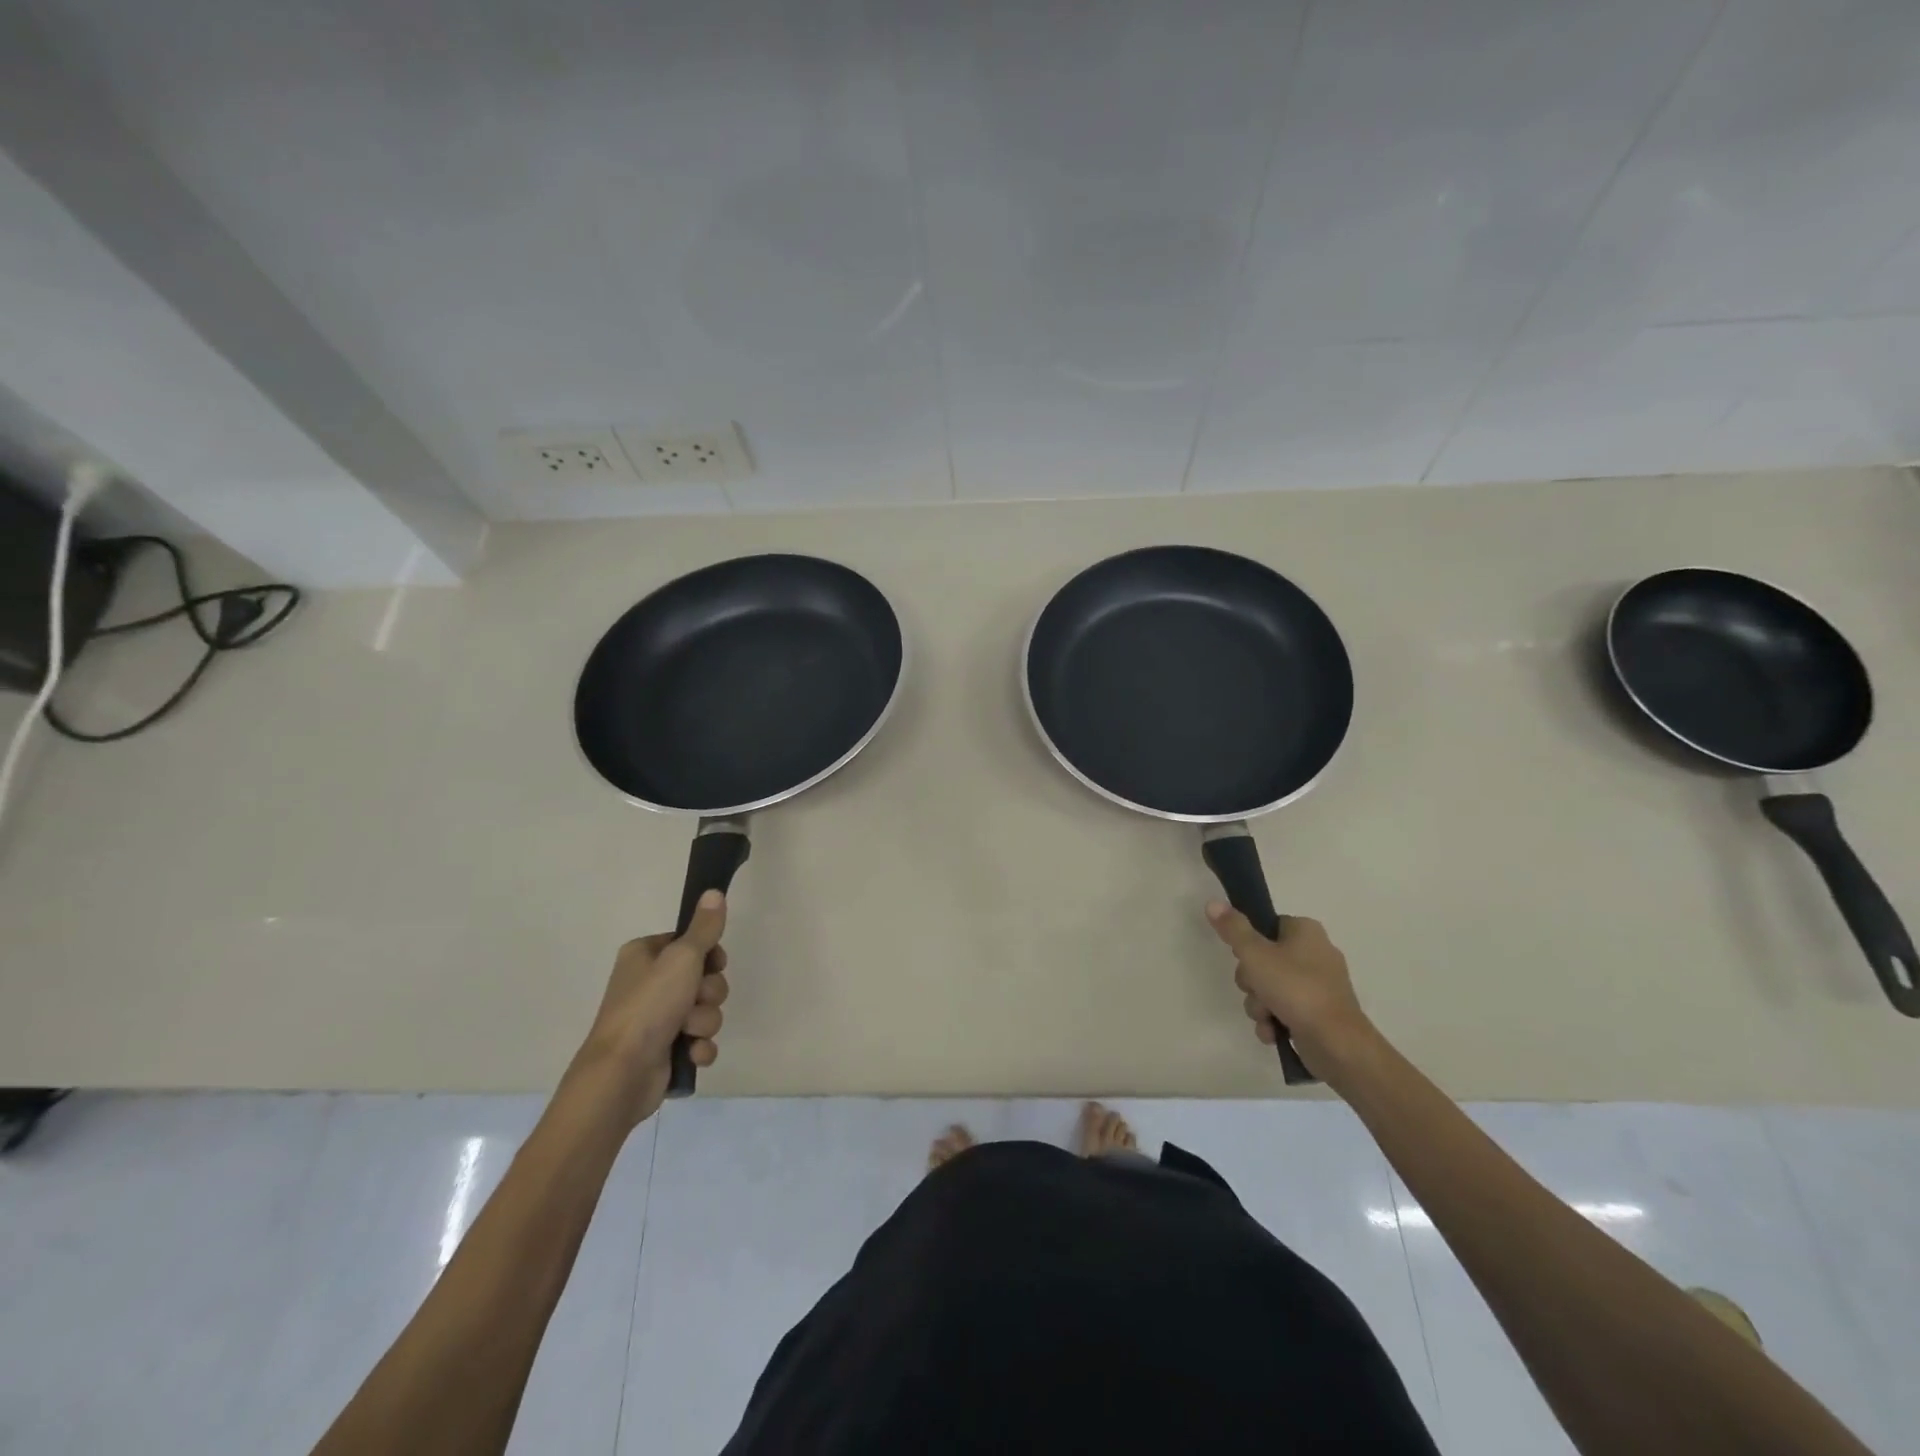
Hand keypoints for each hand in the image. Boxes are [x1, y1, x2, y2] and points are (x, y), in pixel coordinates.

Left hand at [573, 890, 730, 1127]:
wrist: (621, 1074)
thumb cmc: (649, 1006)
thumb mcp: (682, 958)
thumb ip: (704, 927)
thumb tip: (714, 891)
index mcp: (646, 955)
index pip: (692, 943)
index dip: (709, 955)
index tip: (712, 964)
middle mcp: (650, 983)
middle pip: (704, 978)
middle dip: (708, 993)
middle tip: (694, 1001)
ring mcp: (657, 1019)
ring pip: (706, 1010)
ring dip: (704, 1022)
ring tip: (688, 1032)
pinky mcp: (666, 1049)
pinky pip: (700, 1040)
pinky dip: (699, 1047)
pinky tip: (690, 1054)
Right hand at [1205, 903, 1374, 1075]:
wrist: (1336, 1043)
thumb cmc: (1295, 989)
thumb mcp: (1255, 954)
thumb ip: (1233, 929)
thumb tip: (1212, 902)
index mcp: (1306, 931)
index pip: (1267, 926)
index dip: (1249, 943)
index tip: (1244, 958)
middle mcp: (1316, 953)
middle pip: (1264, 959)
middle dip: (1252, 981)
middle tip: (1255, 989)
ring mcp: (1319, 986)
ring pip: (1271, 987)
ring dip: (1259, 1004)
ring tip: (1266, 1016)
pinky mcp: (1319, 1013)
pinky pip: (1285, 1009)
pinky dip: (1275, 1020)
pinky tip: (1273, 1032)